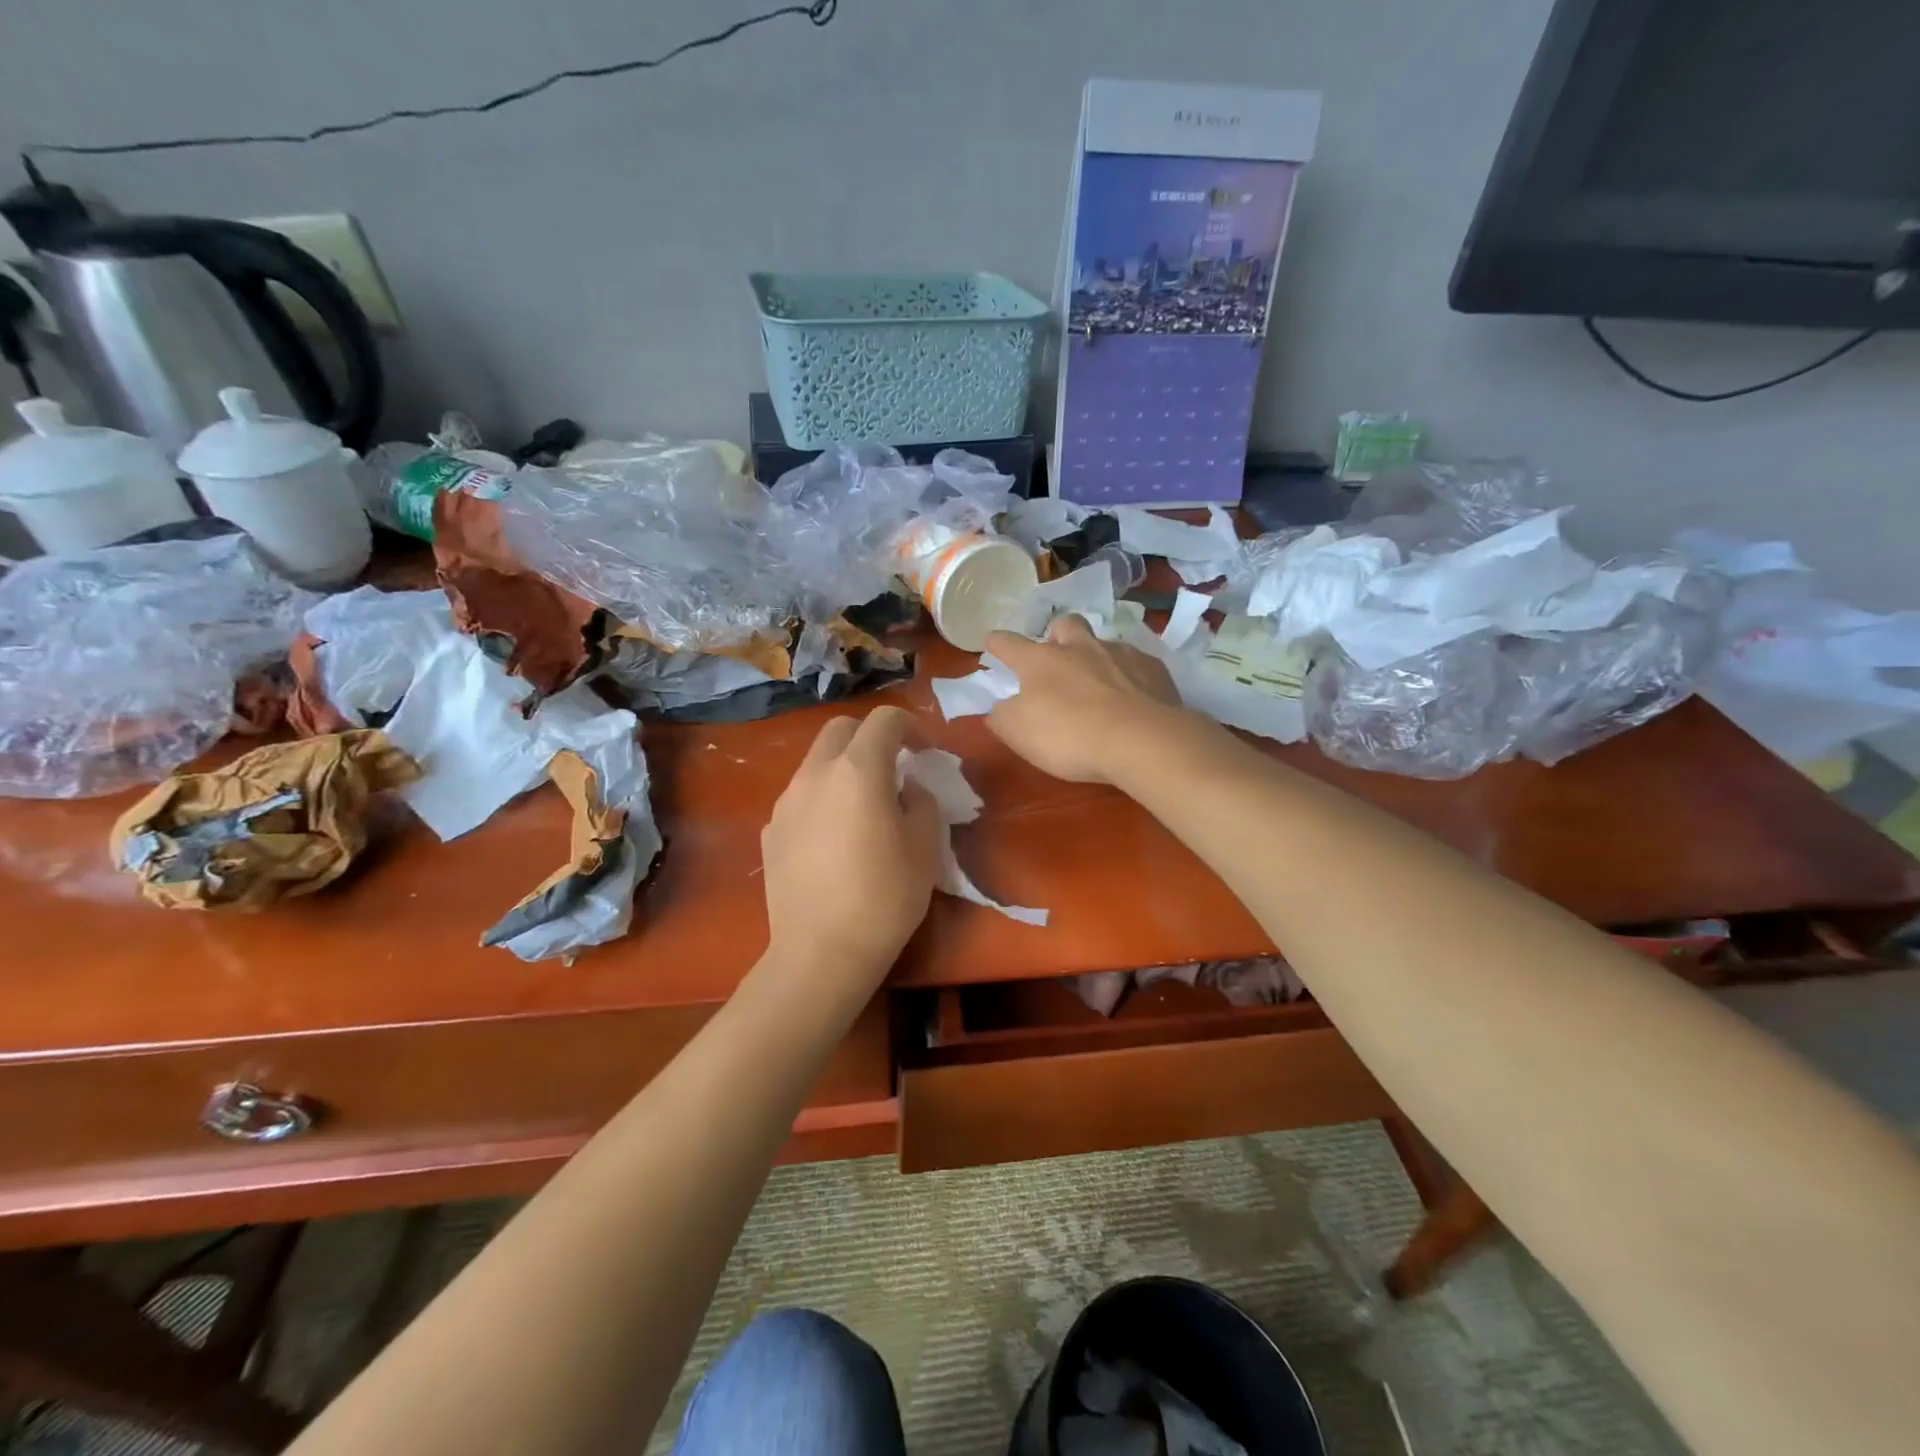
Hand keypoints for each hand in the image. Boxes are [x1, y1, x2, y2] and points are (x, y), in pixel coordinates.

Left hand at [761, 706, 942, 989]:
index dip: (911, 727)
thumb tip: (908, 788)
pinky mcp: (769, 830)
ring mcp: (786, 802)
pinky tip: (834, 838)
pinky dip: (822, 798)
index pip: (884, 720)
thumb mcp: (925, 848)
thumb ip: (922, 802)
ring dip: (843, 767)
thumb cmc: (884, 898)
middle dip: (870, 736)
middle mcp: (815, 774)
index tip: (925, 752)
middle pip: (841, 729)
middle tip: (894, 766)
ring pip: (816, 761)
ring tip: (864, 805)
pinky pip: (800, 797)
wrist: (819, 953)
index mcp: (858, 771)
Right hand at [983, 615, 1185, 784]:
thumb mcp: (1019, 733)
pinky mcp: (1154, 669)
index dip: (997, 643)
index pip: (1009, 643)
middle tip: (1057, 657)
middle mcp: (1080, 647)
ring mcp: (1120, 654)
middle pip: (1065, 625)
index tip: (991, 641)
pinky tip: (1132, 698)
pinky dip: (1129, 677)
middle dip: (1057, 635)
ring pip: (1103, 643)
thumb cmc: (1069, 735)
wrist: (1141, 740)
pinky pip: (1136, 665)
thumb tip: (999, 707)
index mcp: (1040, 660)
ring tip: (1098, 683)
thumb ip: (1002, 716)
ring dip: (1095, 657)